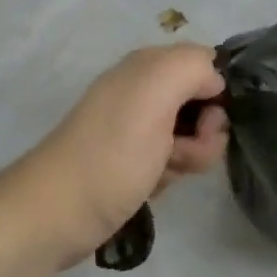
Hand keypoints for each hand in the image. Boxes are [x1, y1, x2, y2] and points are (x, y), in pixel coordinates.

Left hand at [16, 45, 229, 264]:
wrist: (58, 213)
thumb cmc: (113, 152)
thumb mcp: (155, 92)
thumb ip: (193, 66)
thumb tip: (215, 81)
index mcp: (148, 65)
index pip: (206, 64)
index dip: (217, 92)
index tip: (210, 120)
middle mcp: (144, 89)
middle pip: (203, 103)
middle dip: (204, 132)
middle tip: (182, 151)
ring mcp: (138, 127)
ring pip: (192, 136)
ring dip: (189, 157)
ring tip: (161, 172)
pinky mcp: (134, 161)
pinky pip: (173, 160)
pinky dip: (169, 174)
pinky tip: (150, 186)